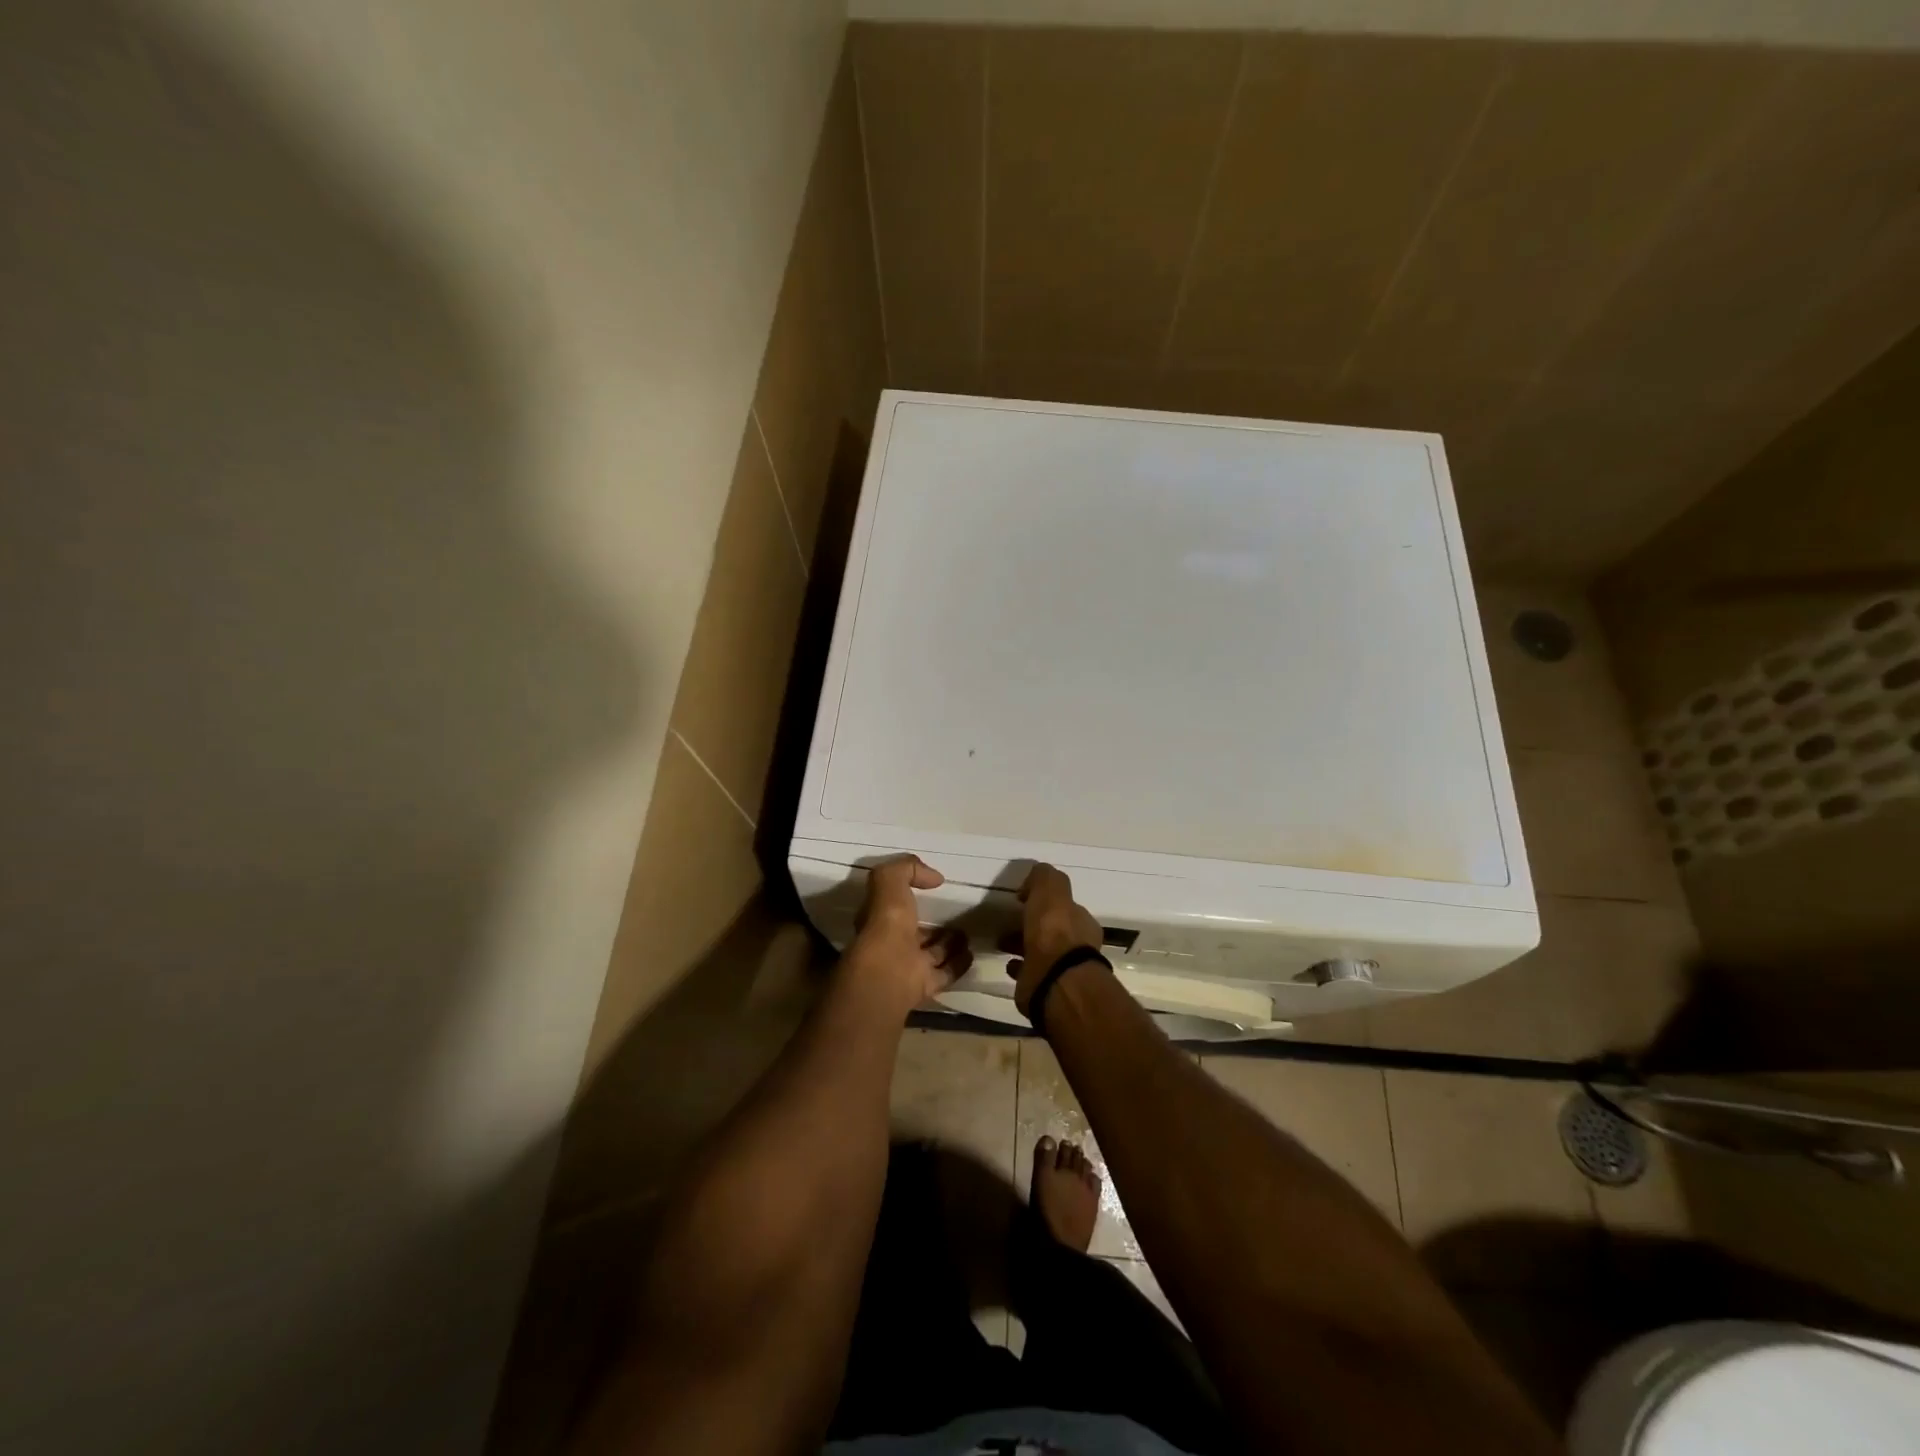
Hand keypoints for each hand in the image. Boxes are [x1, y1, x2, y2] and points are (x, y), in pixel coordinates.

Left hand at [844, 856, 970, 1016]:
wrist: (891, 972)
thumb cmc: (887, 922)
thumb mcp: (889, 880)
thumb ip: (907, 869)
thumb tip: (935, 877)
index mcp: (880, 918)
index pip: (895, 904)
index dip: (910, 895)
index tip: (934, 886)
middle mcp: (892, 943)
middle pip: (916, 932)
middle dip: (934, 924)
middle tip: (957, 914)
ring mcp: (909, 966)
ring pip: (932, 952)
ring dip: (949, 943)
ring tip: (969, 933)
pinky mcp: (926, 986)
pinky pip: (946, 972)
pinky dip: (959, 964)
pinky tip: (972, 954)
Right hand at [1008, 863, 1104, 1015]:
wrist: (1055, 981)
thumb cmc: (1054, 932)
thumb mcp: (1051, 890)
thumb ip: (1044, 878)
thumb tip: (1032, 881)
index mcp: (1081, 922)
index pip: (1064, 907)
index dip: (1045, 902)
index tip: (1022, 899)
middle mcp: (1076, 946)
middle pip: (1052, 930)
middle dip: (1032, 924)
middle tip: (1009, 921)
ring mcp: (1061, 970)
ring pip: (1039, 951)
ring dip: (1021, 944)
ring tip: (1001, 942)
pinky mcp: (1044, 988)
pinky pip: (1029, 973)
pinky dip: (1018, 967)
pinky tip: (1008, 963)